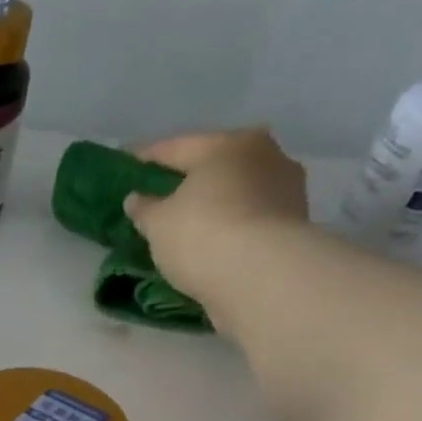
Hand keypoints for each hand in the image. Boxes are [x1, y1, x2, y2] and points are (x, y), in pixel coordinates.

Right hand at [120, 129, 309, 312]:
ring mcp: (285, 188)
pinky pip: (250, 218)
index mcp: (228, 144)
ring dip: (214, 204)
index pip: (178, 147)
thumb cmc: (202, 235)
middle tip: (162, 196)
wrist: (261, 275)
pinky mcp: (293, 223)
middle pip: (215, 165)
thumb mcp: (158, 223)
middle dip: (188, 180)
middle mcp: (264, 155)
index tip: (128, 165)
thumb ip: (145, 208)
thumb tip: (137, 198)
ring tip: (189, 224)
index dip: (148, 157)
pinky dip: (231, 226)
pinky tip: (214, 242)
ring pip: (237, 191)